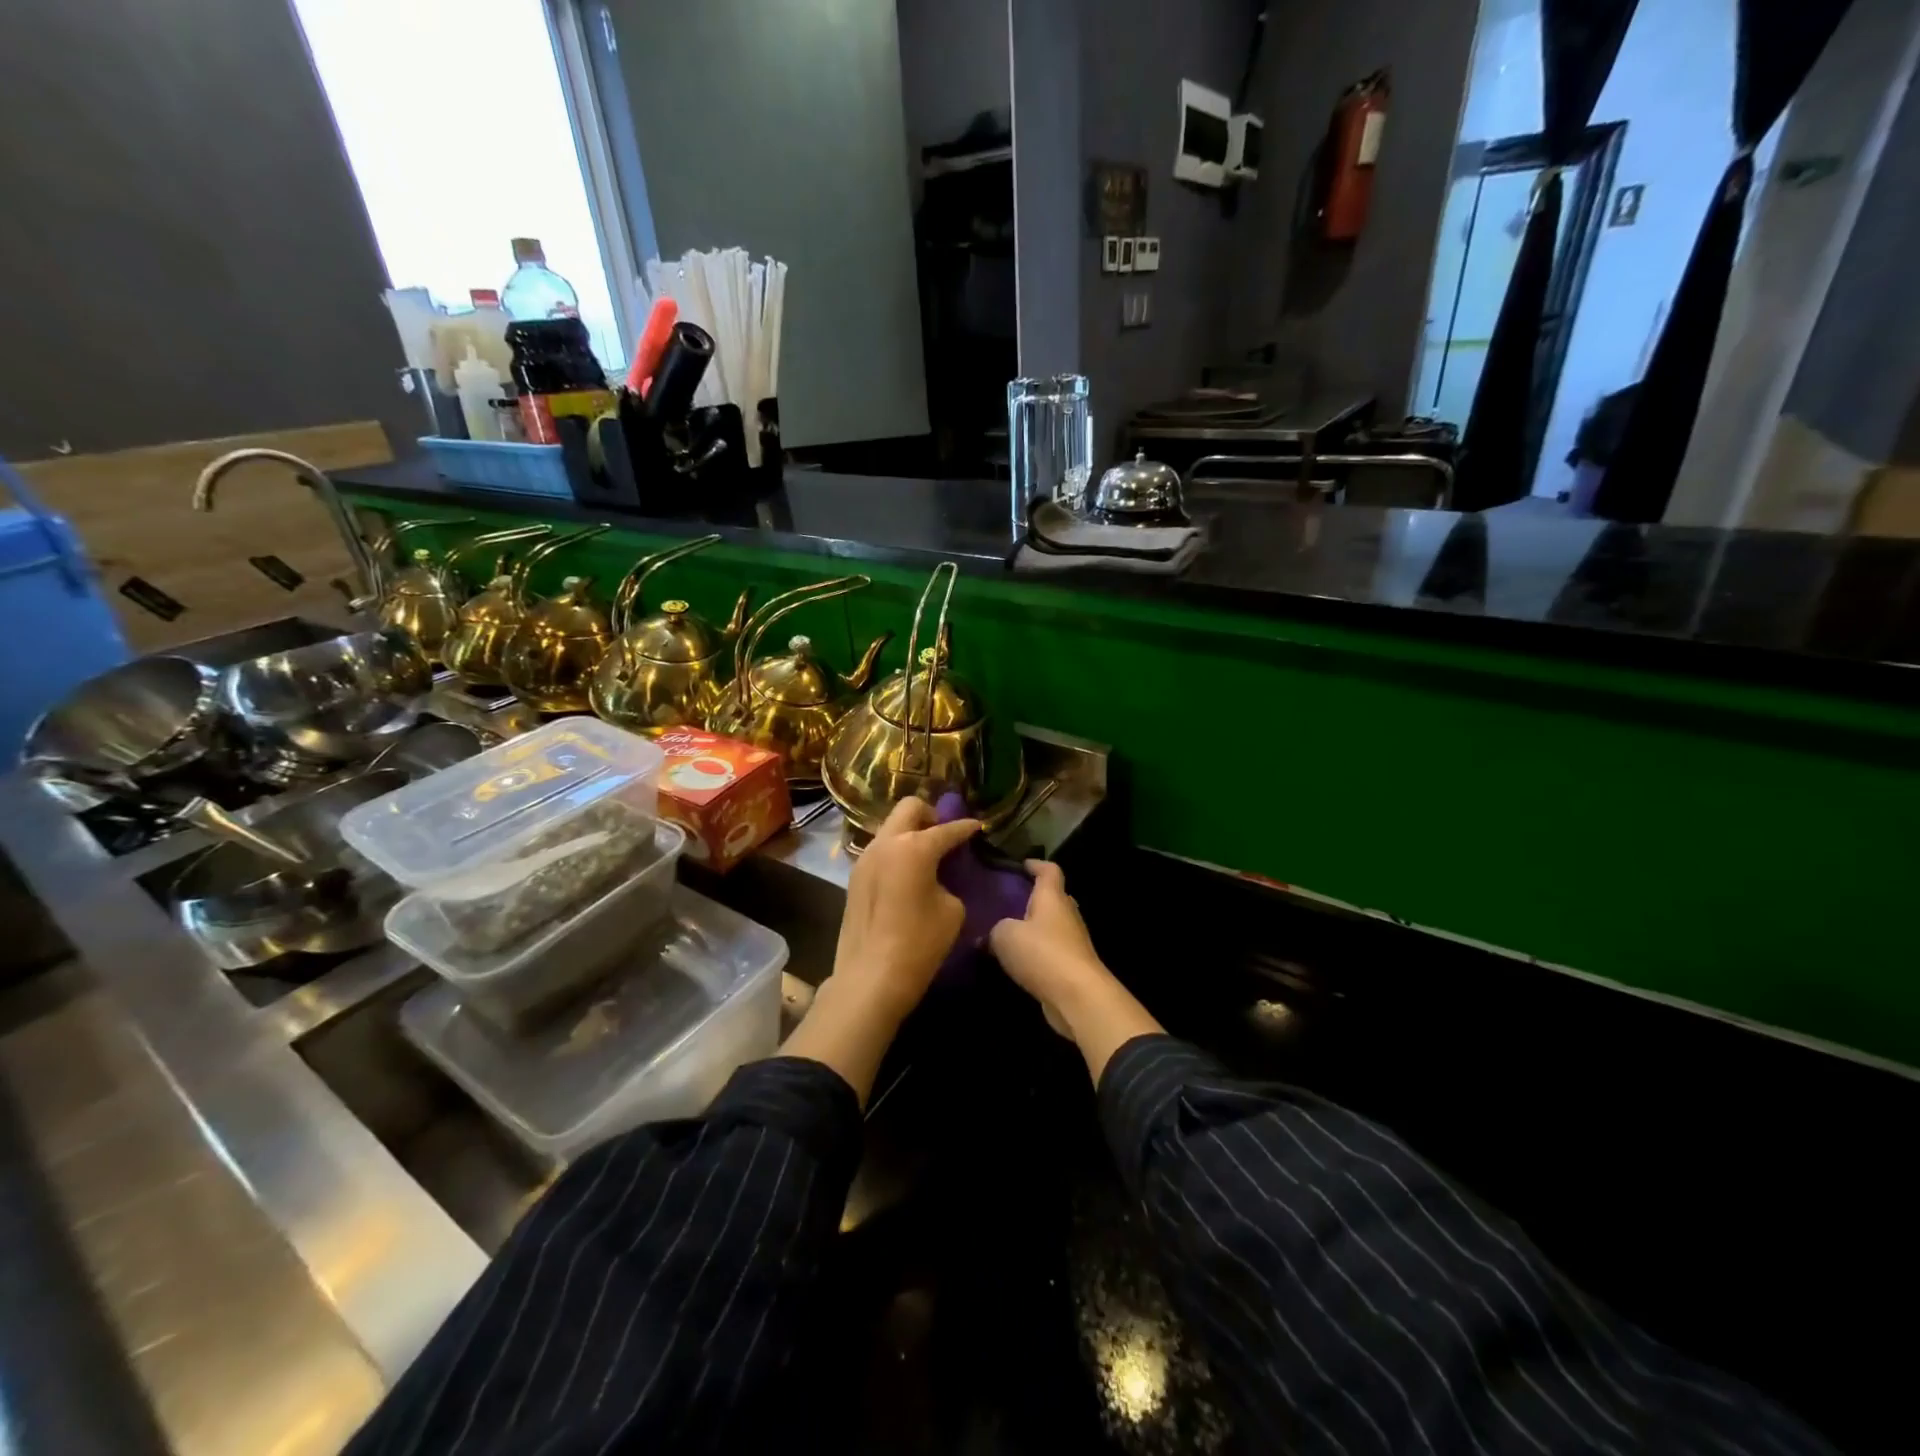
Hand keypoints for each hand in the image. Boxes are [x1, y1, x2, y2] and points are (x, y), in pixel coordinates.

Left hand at [783, 798, 978, 1103]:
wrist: (870, 978)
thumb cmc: (919, 943)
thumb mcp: (952, 910)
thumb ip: (949, 881)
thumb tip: (939, 877)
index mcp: (914, 847)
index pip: (947, 829)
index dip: (966, 828)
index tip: (978, 827)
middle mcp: (886, 843)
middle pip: (910, 808)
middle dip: (931, 815)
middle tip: (946, 836)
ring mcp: (865, 858)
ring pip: (891, 827)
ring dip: (911, 833)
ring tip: (928, 856)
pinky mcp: (854, 877)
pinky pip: (881, 849)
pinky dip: (897, 851)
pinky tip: (908, 874)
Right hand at [989, 860, 1161, 1082]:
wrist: (1077, 996)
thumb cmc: (1042, 953)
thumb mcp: (1005, 936)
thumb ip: (994, 931)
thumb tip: (989, 937)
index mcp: (1052, 897)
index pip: (1049, 870)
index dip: (1036, 865)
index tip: (1022, 865)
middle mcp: (1066, 914)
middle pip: (1053, 898)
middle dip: (1034, 898)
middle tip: (1009, 901)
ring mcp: (1073, 941)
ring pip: (1052, 926)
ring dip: (1034, 928)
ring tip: (1008, 932)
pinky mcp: (1072, 966)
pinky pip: (1051, 950)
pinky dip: (1037, 951)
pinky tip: (1017, 961)